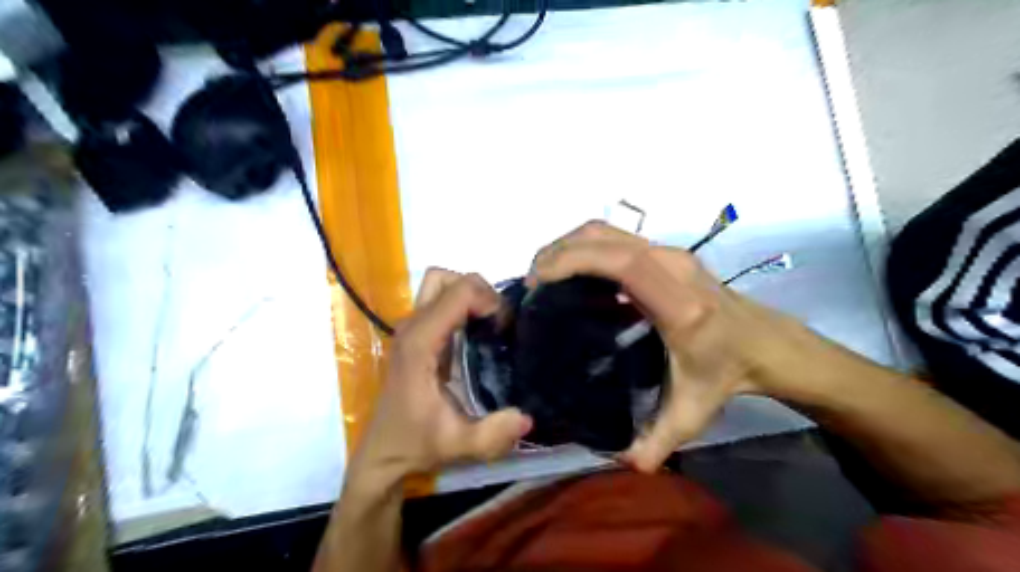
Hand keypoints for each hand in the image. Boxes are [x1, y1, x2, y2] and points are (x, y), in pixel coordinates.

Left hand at [351, 267, 533, 487]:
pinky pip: (440, 301)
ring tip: (488, 322)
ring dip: (468, 294)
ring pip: (440, 285)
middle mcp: (412, 327)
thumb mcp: (459, 444)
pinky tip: (477, 332)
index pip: (457, 293)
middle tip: (498, 320)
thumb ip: (493, 434)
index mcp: (420, 343)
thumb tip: (528, 418)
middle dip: (478, 290)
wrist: (383, 453)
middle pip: (446, 279)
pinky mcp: (415, 335)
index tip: (504, 327)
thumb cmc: (416, 444)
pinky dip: (461, 304)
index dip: (487, 300)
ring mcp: (411, 328)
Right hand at [529, 221, 808, 471]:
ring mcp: (670, 253)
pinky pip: (615, 237)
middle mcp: (674, 267)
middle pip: (605, 238)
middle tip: (530, 283)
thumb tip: (619, 462)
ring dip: (568, 245)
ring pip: (607, 230)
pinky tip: (570, 273)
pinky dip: (584, 247)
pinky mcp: (664, 251)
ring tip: (543, 275)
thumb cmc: (726, 374)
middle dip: (558, 252)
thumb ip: (656, 443)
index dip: (575, 262)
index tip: (537, 281)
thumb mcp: (692, 414)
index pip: (624, 265)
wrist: (763, 342)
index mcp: (679, 306)